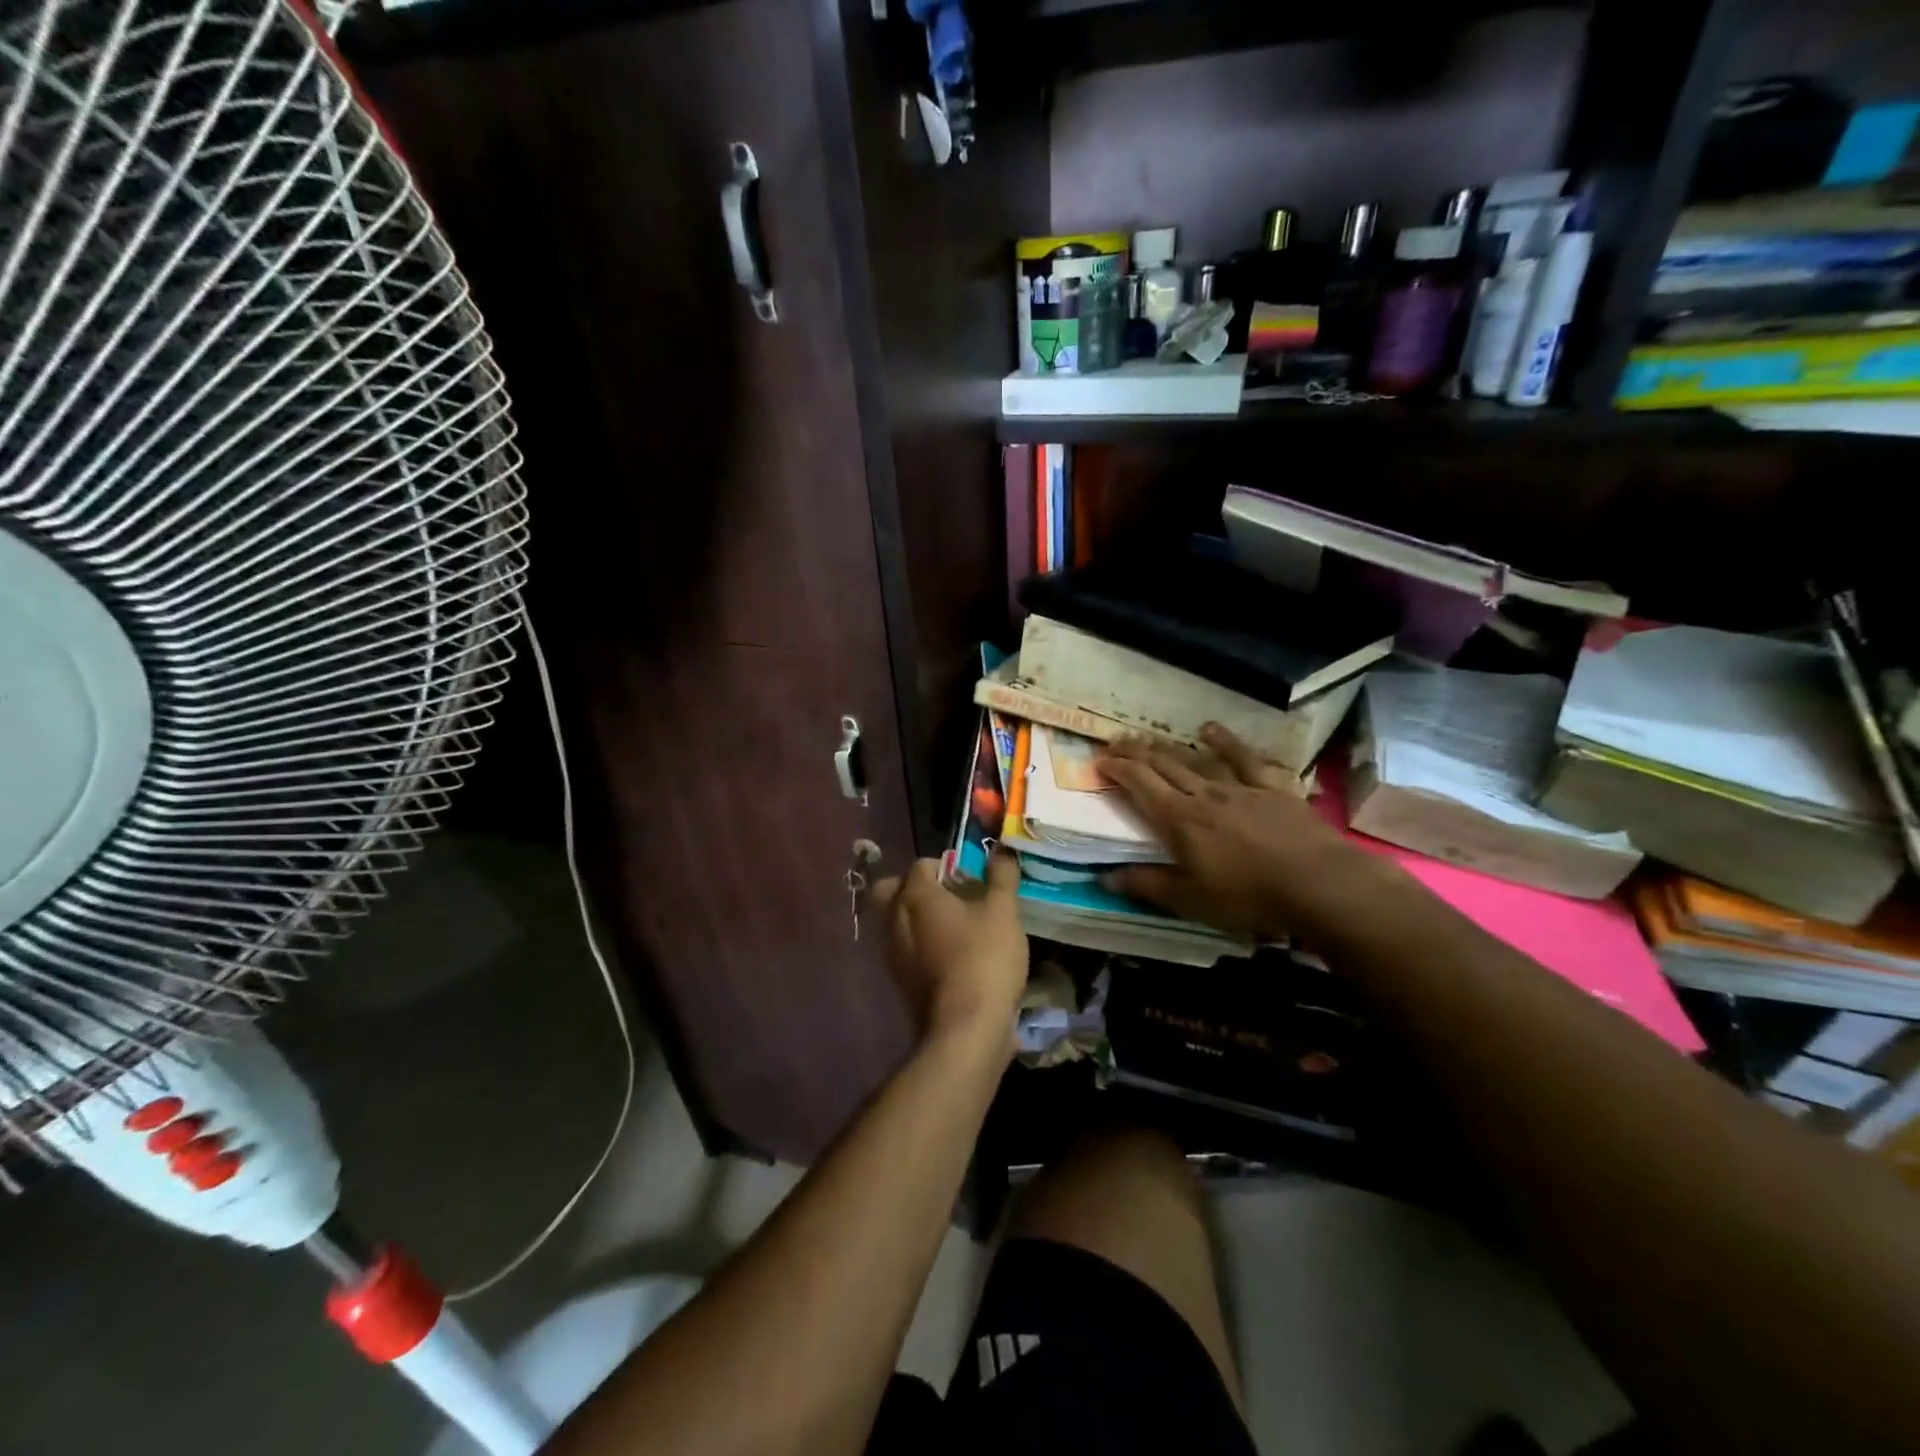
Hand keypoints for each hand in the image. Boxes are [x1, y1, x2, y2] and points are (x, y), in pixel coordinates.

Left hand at [869, 852, 1027, 1054]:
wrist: (964, 1029)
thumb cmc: (983, 959)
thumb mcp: (1003, 912)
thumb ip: (1001, 877)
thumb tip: (1001, 849)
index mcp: (915, 895)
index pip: (921, 865)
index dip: (946, 865)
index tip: (970, 877)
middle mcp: (894, 919)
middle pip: (893, 890)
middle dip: (915, 888)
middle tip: (949, 897)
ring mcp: (892, 953)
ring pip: (895, 922)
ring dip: (918, 918)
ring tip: (955, 928)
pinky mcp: (898, 981)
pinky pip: (904, 950)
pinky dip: (920, 946)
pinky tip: (949, 956)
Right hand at [1098, 723, 1397, 939]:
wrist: (1320, 884)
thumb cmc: (1249, 897)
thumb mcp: (1190, 900)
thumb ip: (1146, 884)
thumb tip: (1102, 876)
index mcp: (1179, 820)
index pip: (1140, 785)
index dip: (1118, 769)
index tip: (1099, 760)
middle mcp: (1204, 795)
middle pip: (1163, 766)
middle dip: (1135, 752)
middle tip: (1116, 743)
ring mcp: (1239, 787)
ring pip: (1196, 760)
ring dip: (1169, 747)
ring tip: (1149, 738)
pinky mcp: (1271, 788)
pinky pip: (1244, 759)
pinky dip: (1225, 742)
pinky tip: (1210, 729)